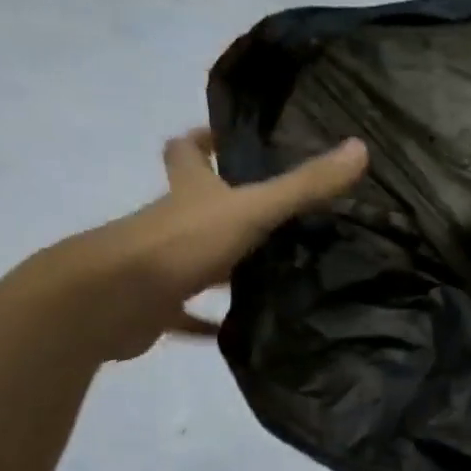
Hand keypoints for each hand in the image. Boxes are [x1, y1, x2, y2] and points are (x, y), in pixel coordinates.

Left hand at [41, 129, 368, 360]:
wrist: (110, 301)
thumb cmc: (181, 244)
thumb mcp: (253, 210)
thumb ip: (305, 186)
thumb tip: (360, 148)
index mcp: (189, 192)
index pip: (188, 153)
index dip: (203, 141)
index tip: (226, 139)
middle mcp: (170, 222)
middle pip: (192, 204)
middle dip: (222, 205)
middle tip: (271, 212)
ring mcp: (160, 265)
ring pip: (194, 258)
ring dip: (222, 264)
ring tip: (271, 272)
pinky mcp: (157, 307)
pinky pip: (188, 315)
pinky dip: (208, 321)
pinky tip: (237, 330)